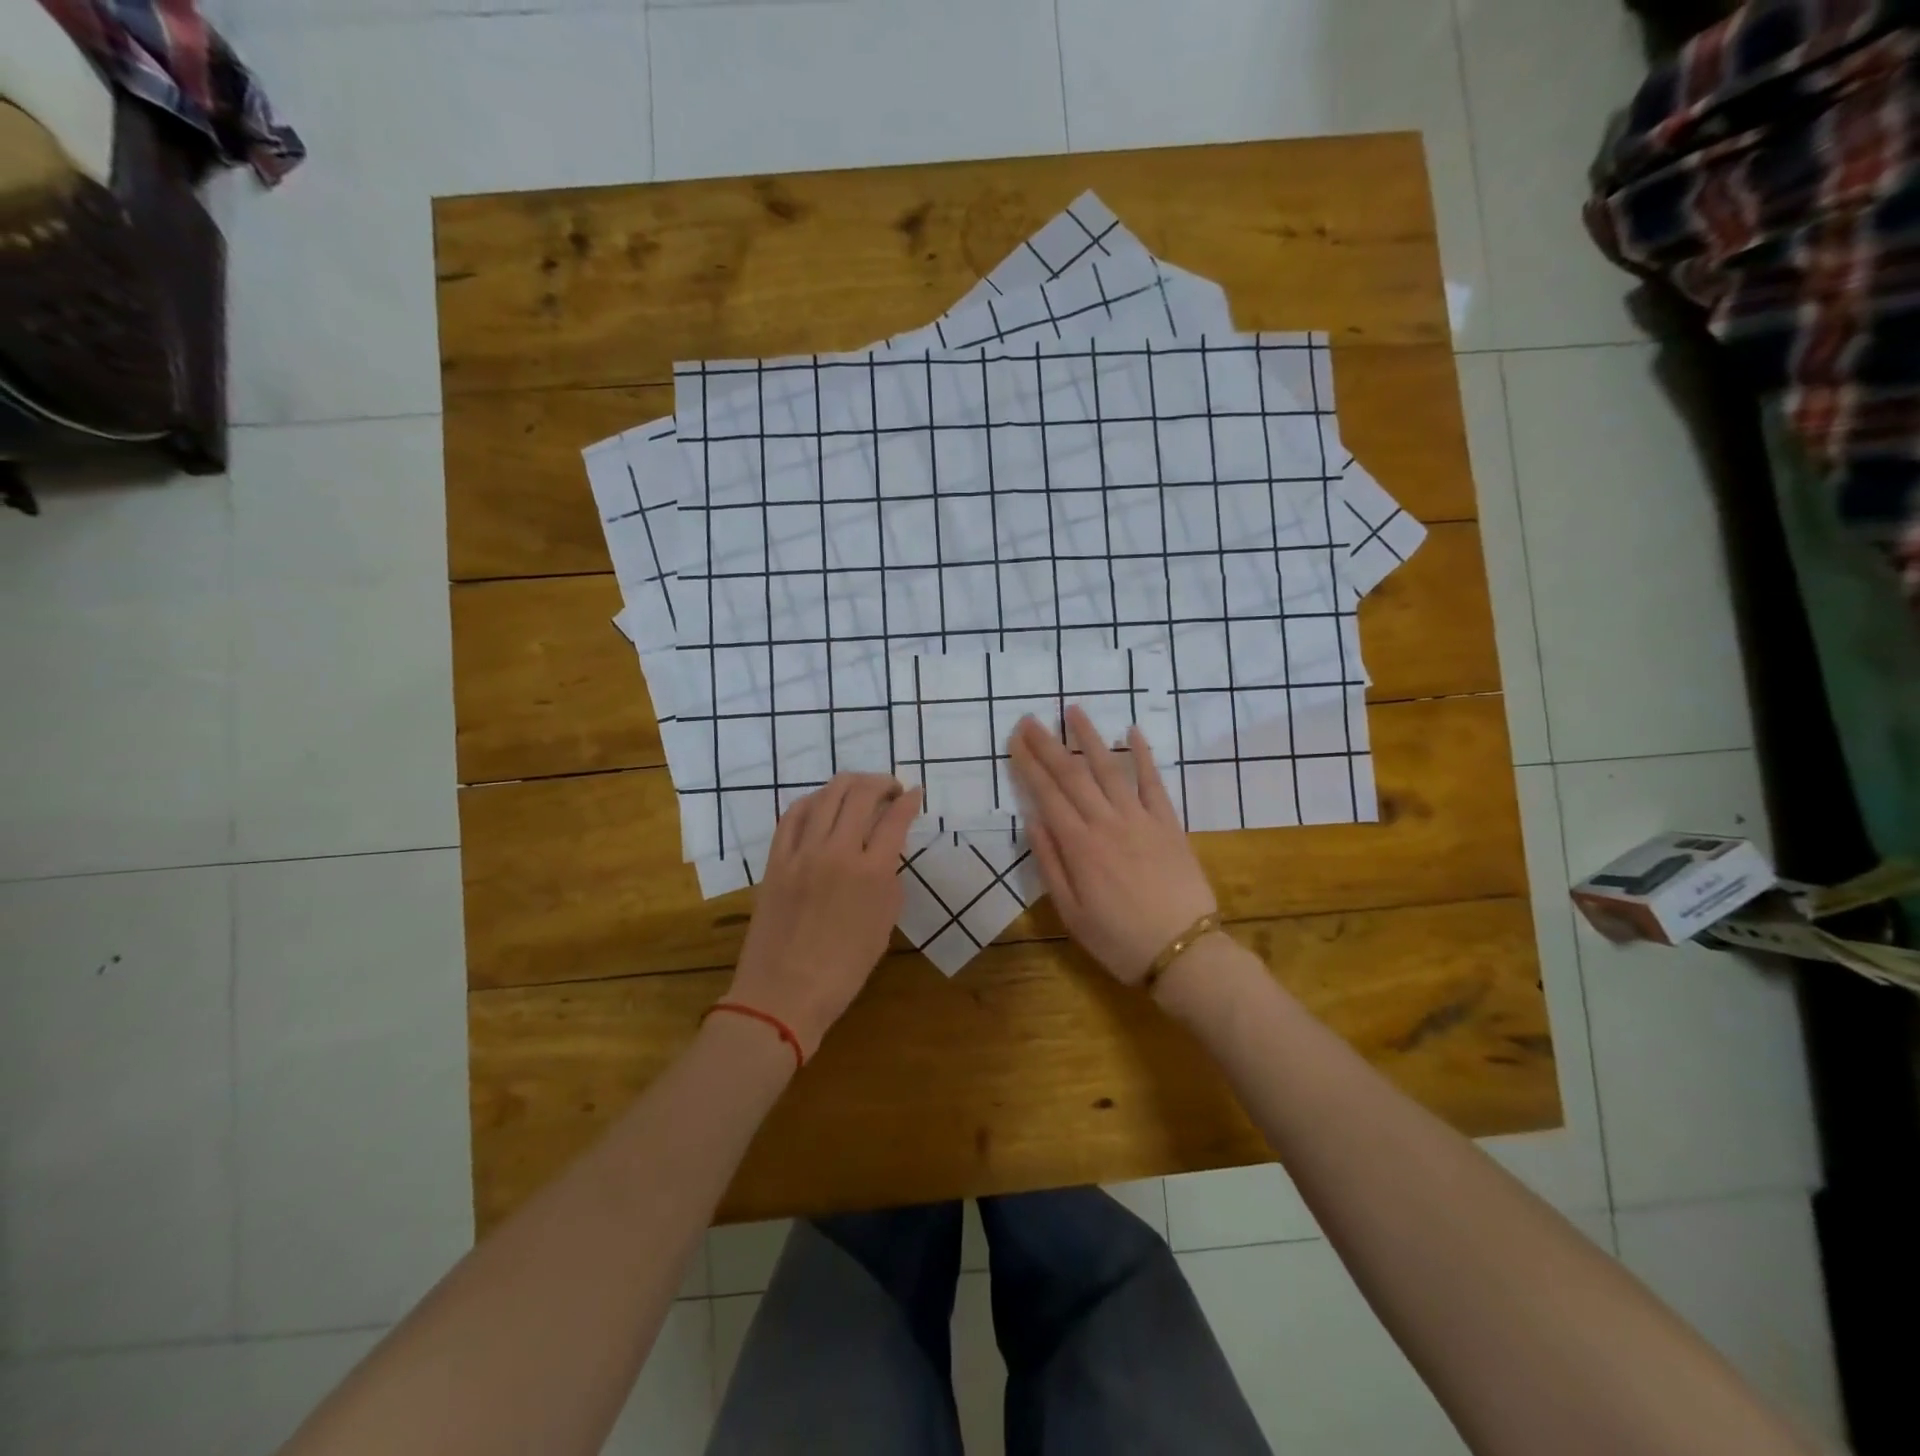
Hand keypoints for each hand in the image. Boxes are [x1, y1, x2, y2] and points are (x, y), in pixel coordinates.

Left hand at [727, 773, 920, 1056]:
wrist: (783, 994)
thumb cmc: (843, 971)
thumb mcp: (883, 926)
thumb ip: (888, 882)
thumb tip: (885, 855)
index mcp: (871, 873)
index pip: (895, 819)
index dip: (909, 800)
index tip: (916, 793)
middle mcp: (837, 852)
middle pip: (861, 795)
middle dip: (882, 783)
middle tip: (891, 789)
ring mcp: (802, 853)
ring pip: (826, 796)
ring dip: (849, 784)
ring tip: (860, 789)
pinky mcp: (776, 859)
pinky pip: (793, 815)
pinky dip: (812, 801)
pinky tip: (822, 803)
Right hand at [1008, 708, 1218, 985]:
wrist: (1184, 953)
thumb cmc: (1119, 940)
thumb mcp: (1071, 913)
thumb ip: (1050, 864)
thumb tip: (1033, 821)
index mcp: (1079, 846)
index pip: (1047, 794)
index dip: (1028, 764)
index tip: (1015, 739)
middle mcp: (1106, 823)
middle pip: (1072, 774)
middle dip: (1048, 744)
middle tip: (1030, 718)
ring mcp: (1140, 819)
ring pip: (1109, 769)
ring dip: (1089, 737)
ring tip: (1073, 710)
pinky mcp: (1169, 824)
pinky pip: (1154, 783)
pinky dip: (1144, 756)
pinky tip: (1133, 732)